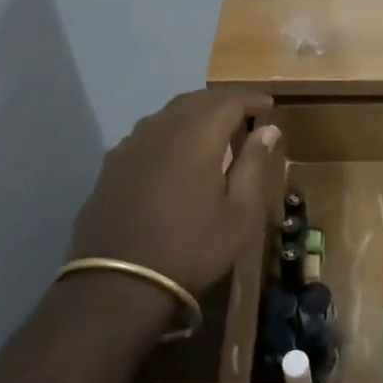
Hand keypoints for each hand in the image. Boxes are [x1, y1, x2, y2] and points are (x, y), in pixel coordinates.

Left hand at [70, 88, 280, 296]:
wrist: (118, 284)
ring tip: (214, 130)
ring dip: (195, 114)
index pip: (229, 99)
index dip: (251, 98)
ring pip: (169, 113)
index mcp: (197, 135)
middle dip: (224, 101)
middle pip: (197, 99)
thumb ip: (254, 165)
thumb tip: (268, 129)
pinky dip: (170, 132)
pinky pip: (148, 133)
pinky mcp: (112, 164)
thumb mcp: (239, 214)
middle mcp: (162, 127)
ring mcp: (131, 144)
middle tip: (245, 113)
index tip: (269, 105)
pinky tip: (175, 152)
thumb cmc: (191, 248)